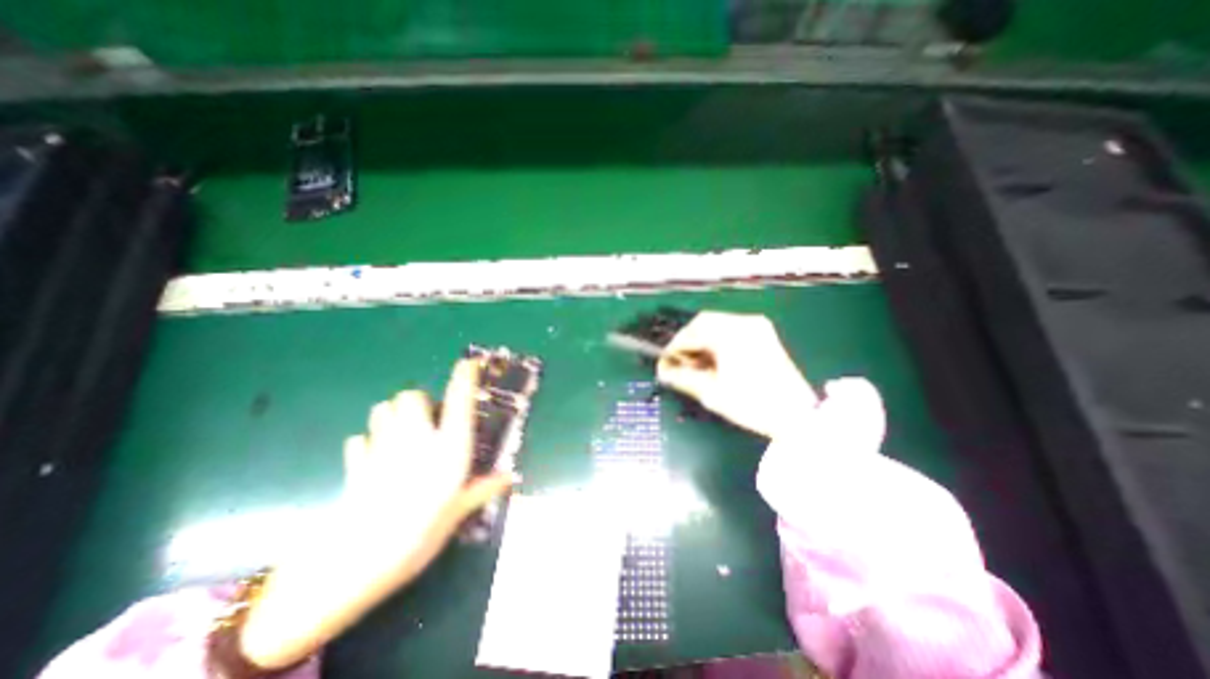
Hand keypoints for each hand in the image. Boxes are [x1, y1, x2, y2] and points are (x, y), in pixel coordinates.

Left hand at [242, 360, 508, 666]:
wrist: (358, 563)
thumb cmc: (422, 534)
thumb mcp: (458, 512)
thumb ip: (483, 489)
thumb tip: (510, 477)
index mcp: (449, 447)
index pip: (460, 399)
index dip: (465, 376)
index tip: (470, 363)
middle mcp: (418, 438)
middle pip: (412, 396)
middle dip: (419, 401)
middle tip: (428, 419)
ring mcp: (383, 448)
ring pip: (382, 409)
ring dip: (392, 414)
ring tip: (402, 431)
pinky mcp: (356, 465)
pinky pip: (359, 441)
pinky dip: (367, 443)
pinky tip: (374, 457)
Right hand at [659, 310, 817, 436]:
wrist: (798, 415)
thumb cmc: (751, 403)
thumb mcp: (711, 392)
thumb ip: (682, 377)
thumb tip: (663, 371)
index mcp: (729, 333)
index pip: (690, 332)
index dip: (673, 347)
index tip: (664, 362)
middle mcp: (743, 322)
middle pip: (704, 322)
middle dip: (687, 341)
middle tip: (678, 361)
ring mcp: (756, 326)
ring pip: (717, 324)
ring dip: (702, 340)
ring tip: (694, 362)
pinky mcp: (763, 335)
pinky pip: (731, 330)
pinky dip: (717, 340)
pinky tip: (713, 358)